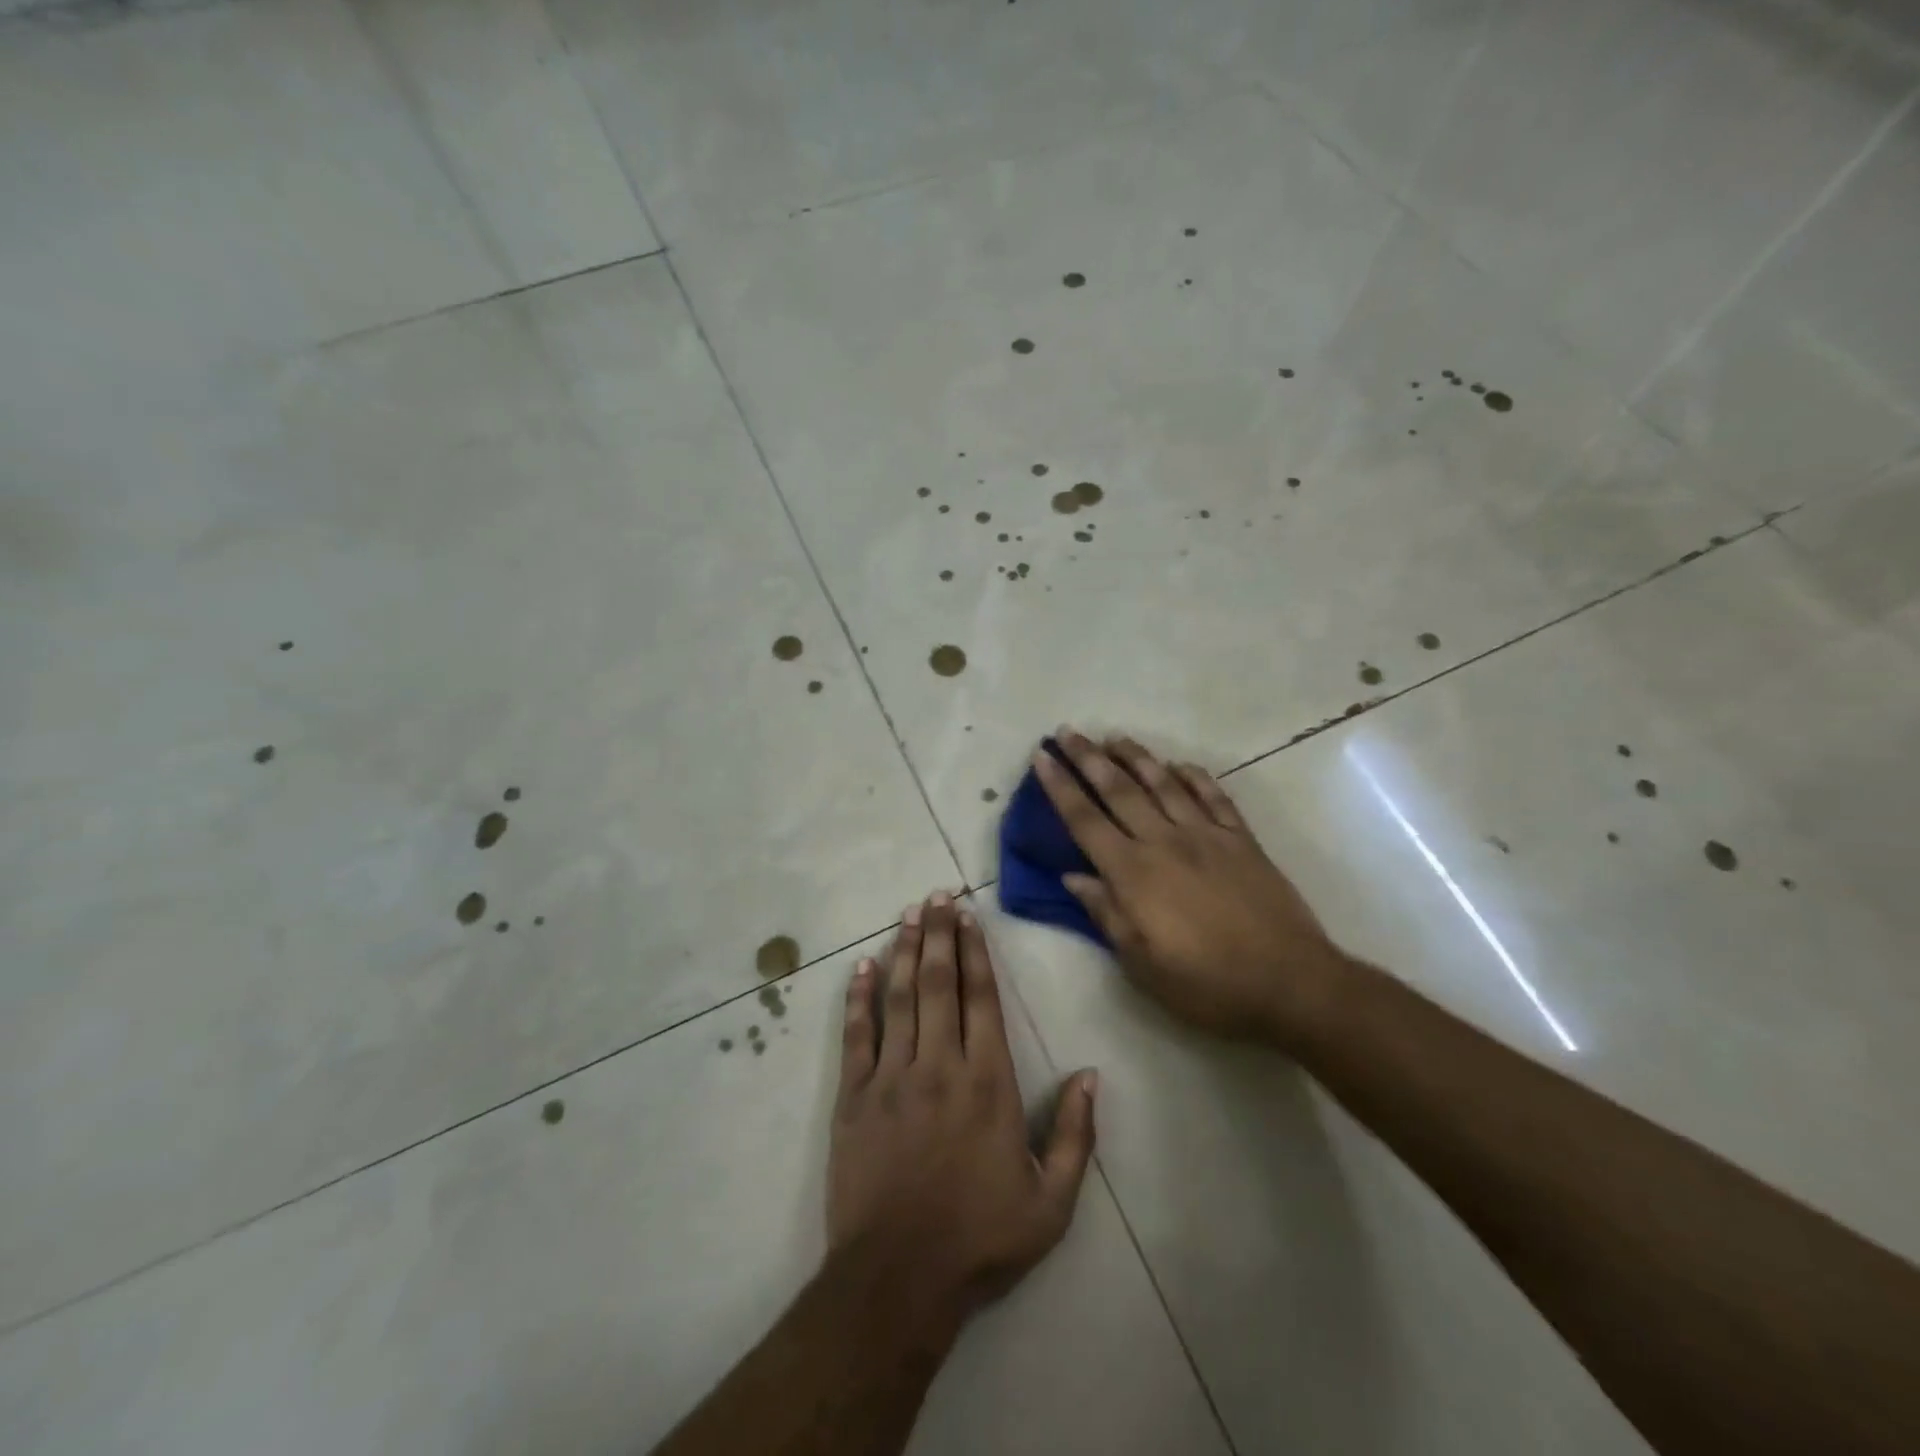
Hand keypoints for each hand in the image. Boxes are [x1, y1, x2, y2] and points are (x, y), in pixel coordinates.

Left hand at [829, 894, 1097, 1325]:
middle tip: (935, 894)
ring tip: (907, 913)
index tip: (968, 916)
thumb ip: (1075, 1135)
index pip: (980, 997)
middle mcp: (939, 1064)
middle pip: (937, 982)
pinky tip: (860, 967)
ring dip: (902, 950)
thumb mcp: (1051, 1204)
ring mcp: (891, 1076)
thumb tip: (1091, 1074)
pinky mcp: (855, 1096)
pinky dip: (858, 998)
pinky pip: (857, 1035)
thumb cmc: (980, 1240)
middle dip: (937, 933)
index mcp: (988, 1082)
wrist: (898, 1280)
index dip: (974, 951)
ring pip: (898, 997)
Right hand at [1033, 730, 1350, 1046]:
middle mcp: (1165, 842)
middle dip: (1089, 759)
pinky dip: (1195, 777)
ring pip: (1164, 785)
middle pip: (1119, 791)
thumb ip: (1106, 914)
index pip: (1085, 821)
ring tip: (1115, 738)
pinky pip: (1214, 797)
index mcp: (1134, 874)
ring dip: (1137, 758)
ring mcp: (1207, 836)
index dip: (1060, 787)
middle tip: (1068, 732)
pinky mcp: (1242, 840)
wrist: (1289, 983)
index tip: (1043, 757)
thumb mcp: (1142, 964)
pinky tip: (1180, 765)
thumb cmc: (1206, 984)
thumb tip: (1072, 877)